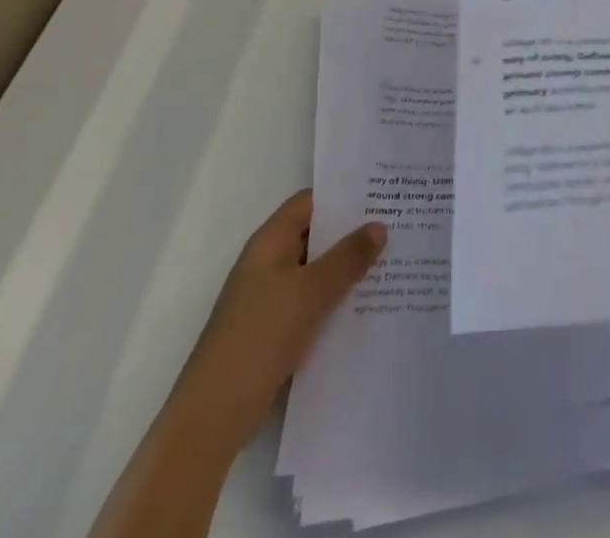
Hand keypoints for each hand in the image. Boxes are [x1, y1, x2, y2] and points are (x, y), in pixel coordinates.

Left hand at [166, 189, 386, 456]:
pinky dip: (336, 298)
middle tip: (396, 226)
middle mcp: (269, 263)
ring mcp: (270, 298)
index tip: (381, 193)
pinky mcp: (274, 330)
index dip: (343, 195)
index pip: (310, 202)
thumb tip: (380, 226)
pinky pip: (312, 301)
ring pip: (316, 270)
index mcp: (270, 242)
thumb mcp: (310, 292)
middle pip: (315, 235)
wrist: (214, 415)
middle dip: (352, 232)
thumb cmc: (260, 336)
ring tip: (391, 262)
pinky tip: (367, 305)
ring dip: (347, 268)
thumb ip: (347, 258)